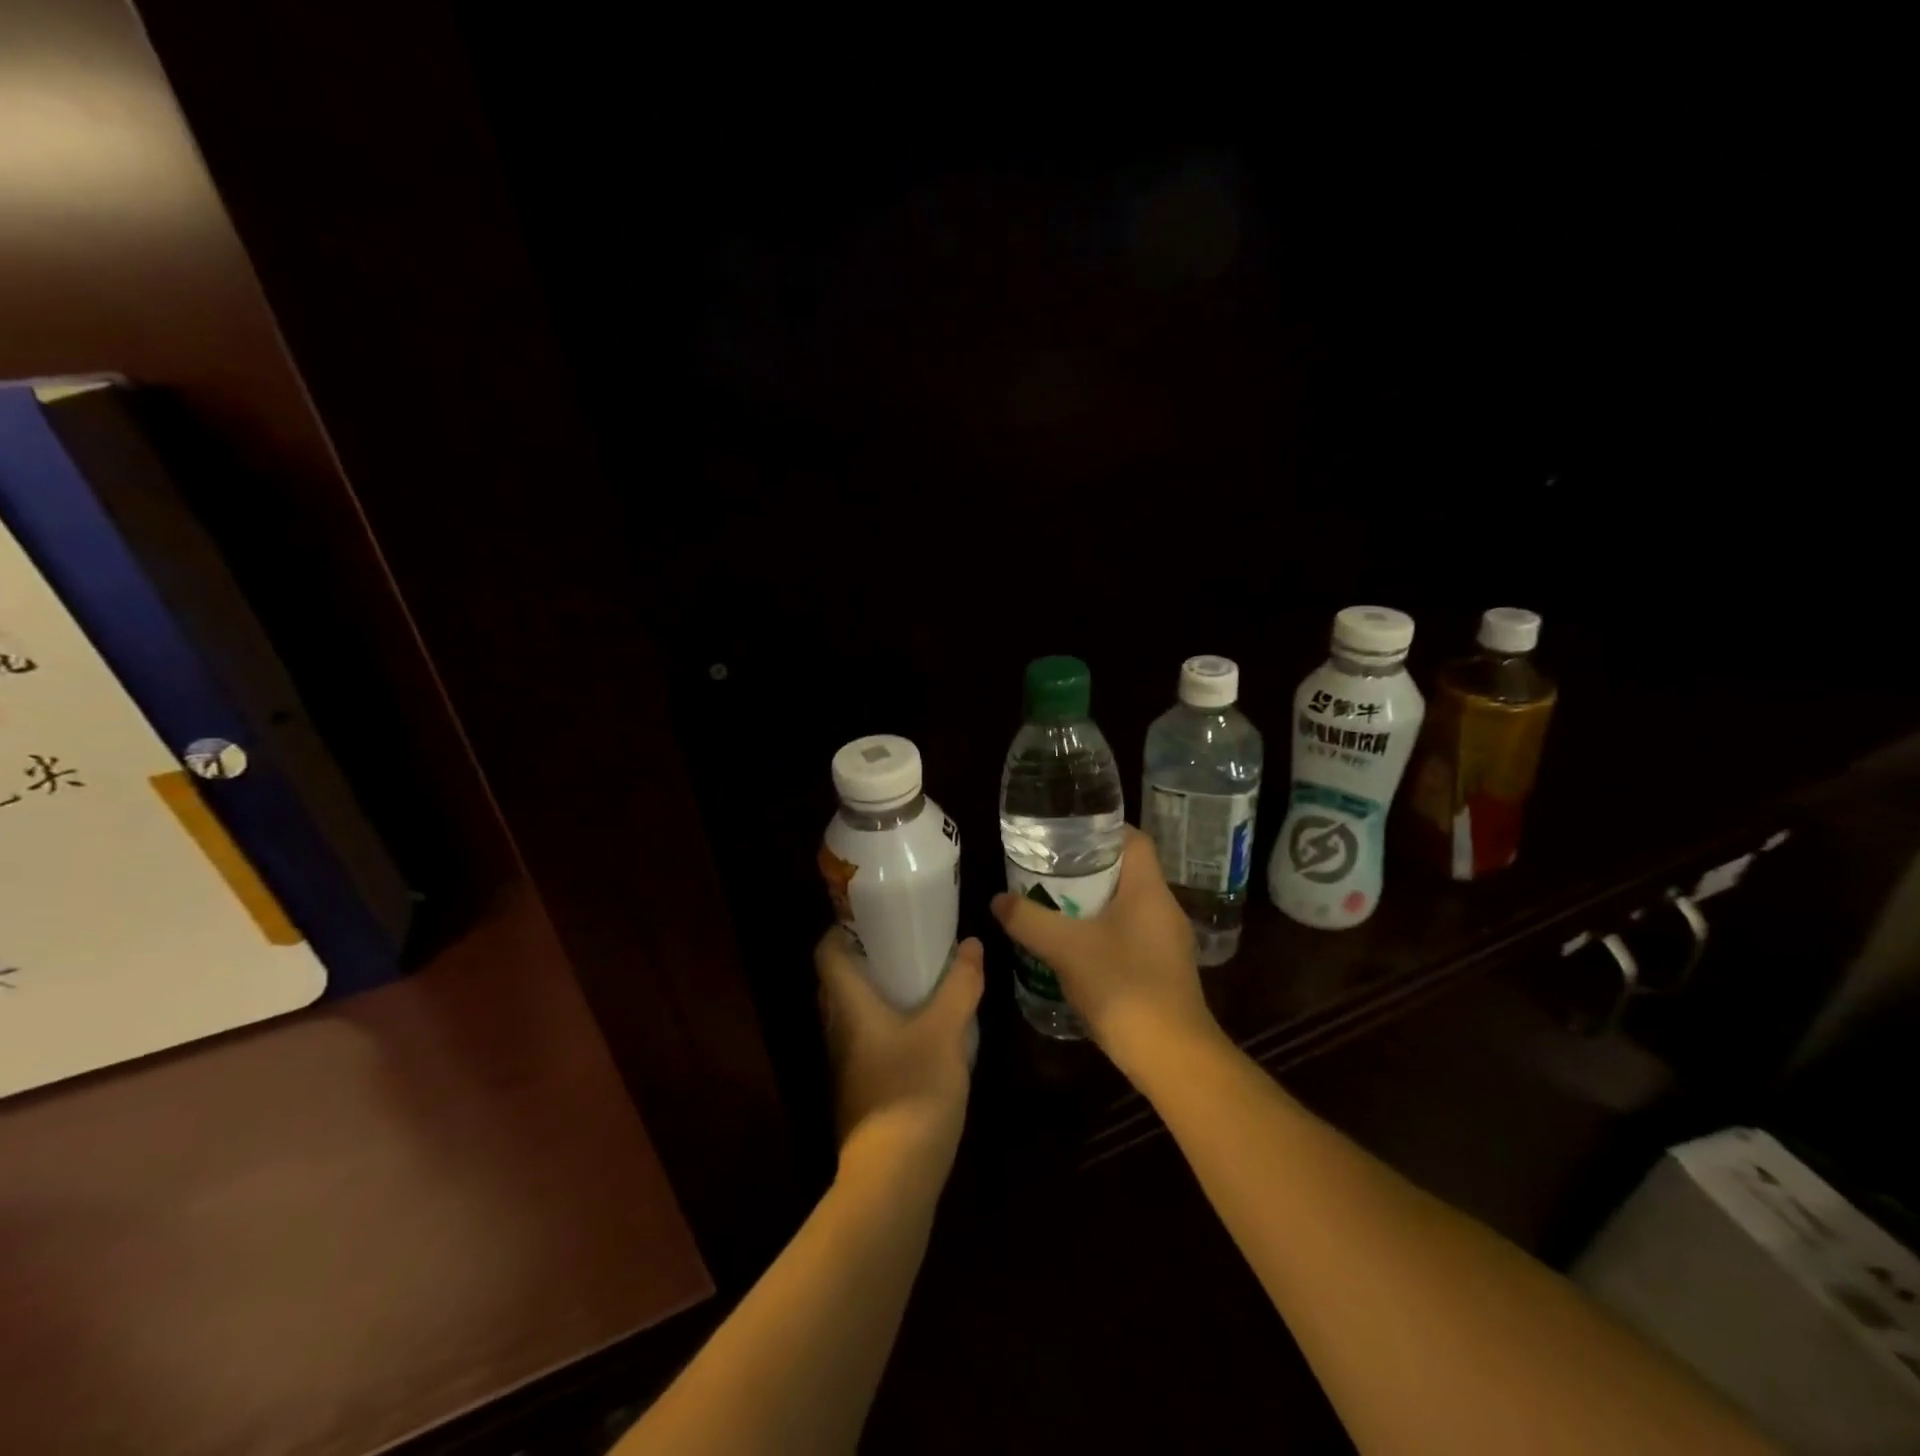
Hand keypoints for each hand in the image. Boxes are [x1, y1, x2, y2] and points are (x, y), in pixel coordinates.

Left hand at [816, 929, 983, 1175]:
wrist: (894, 1175)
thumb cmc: (913, 1088)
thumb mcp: (945, 1030)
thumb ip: (960, 985)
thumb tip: (971, 944)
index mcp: (848, 1005)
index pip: (826, 953)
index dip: (842, 929)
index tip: (874, 915)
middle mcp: (837, 1029)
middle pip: (838, 981)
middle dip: (866, 957)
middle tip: (904, 940)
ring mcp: (844, 1062)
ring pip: (852, 1012)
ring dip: (877, 991)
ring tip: (916, 977)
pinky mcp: (859, 1087)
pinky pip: (865, 1039)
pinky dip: (885, 1022)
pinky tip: (920, 1027)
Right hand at [990, 826, 1220, 1077]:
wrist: (1171, 1056)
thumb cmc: (1122, 985)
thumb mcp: (1065, 948)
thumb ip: (1028, 919)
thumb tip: (998, 899)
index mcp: (1149, 889)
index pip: (1134, 839)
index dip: (1102, 831)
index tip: (1066, 836)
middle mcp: (1165, 909)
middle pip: (1127, 873)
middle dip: (1088, 871)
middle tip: (1049, 872)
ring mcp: (1169, 943)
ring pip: (1128, 908)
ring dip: (1094, 905)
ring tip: (1055, 908)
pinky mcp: (1165, 971)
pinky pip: (1132, 937)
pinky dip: (1105, 934)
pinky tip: (1076, 951)